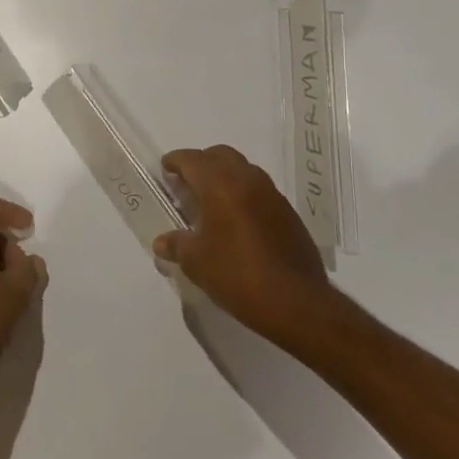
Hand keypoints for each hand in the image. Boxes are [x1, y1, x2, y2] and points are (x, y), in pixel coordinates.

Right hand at [154, 146, 331, 334]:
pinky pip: (260, 191)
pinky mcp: (289, 214)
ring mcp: (272, 195)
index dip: (176, 161)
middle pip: (221, 155)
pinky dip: (244, 195)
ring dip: (226, 177)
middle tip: (188, 182)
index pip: (193, 160)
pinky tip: (238, 221)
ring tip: (212, 201)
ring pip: (244, 170)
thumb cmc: (237, 274)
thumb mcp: (196, 263)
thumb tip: (162, 242)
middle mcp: (248, 180)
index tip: (166, 168)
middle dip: (202, 162)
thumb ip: (177, 245)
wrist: (296, 302)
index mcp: (220, 185)